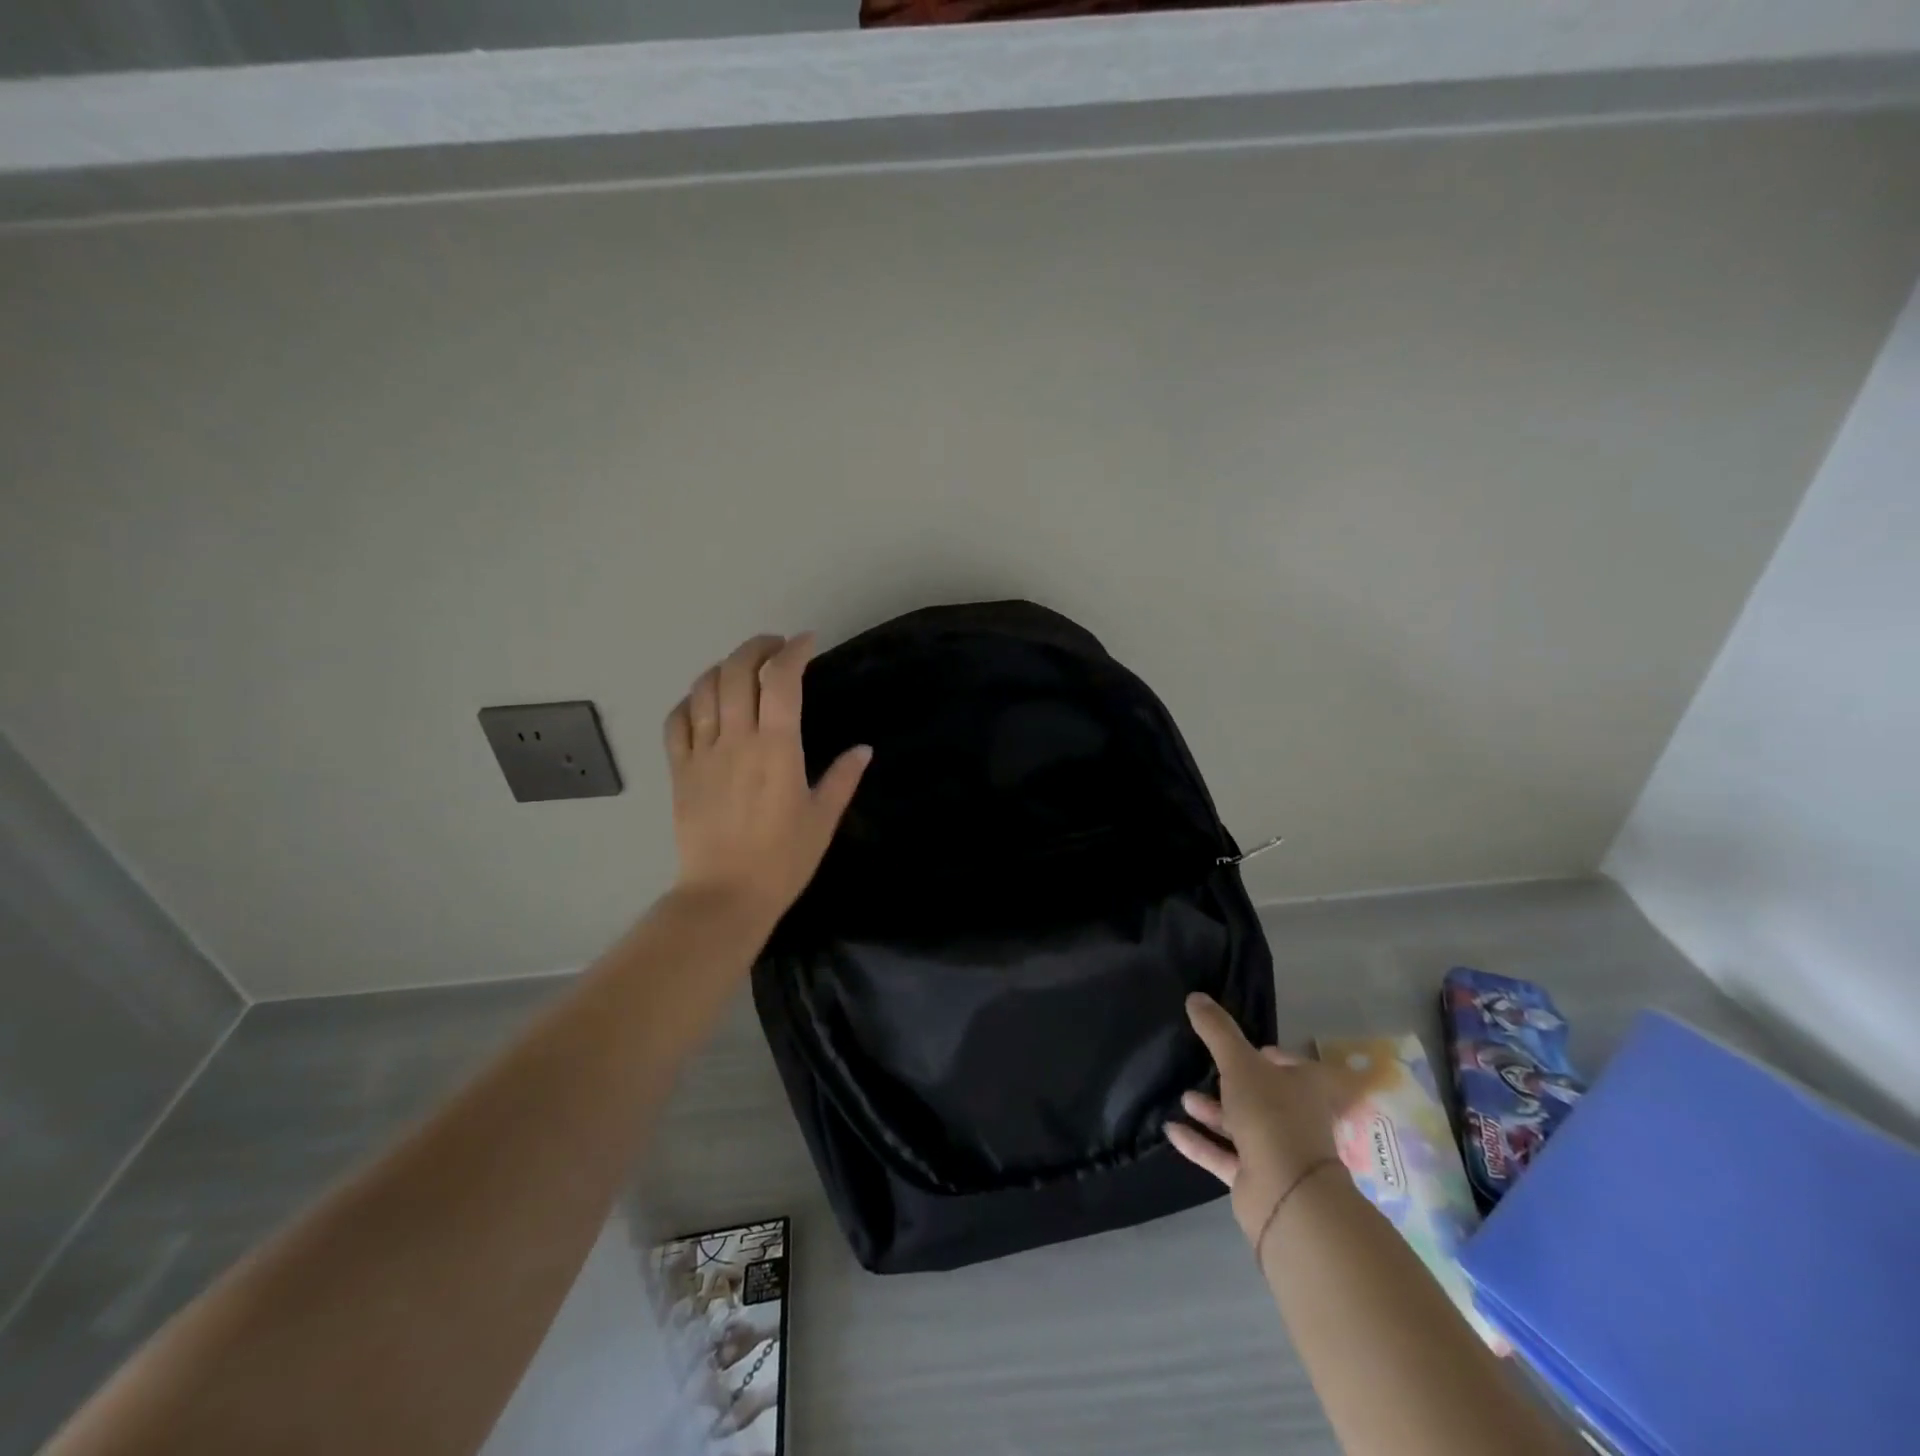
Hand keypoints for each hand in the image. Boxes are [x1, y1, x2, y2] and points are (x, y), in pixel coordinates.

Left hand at [662, 632, 870, 922]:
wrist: (724, 896)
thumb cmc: (782, 860)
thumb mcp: (822, 819)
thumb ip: (842, 778)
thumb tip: (863, 749)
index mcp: (777, 749)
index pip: (781, 680)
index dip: (794, 652)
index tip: (807, 642)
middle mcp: (736, 740)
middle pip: (737, 672)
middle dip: (757, 647)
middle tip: (776, 647)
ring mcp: (702, 753)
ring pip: (704, 689)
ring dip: (724, 667)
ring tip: (742, 668)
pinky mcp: (679, 771)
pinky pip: (676, 722)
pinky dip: (690, 700)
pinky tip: (704, 701)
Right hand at [1167, 993, 1354, 1248]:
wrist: (1287, 1195)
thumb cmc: (1272, 1115)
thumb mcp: (1239, 1062)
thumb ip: (1217, 1030)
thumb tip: (1195, 996)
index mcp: (1307, 1088)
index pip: (1295, 1066)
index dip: (1274, 1056)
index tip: (1248, 1048)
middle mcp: (1297, 1119)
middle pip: (1266, 1096)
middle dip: (1235, 1084)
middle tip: (1209, 1069)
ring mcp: (1278, 1152)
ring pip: (1243, 1126)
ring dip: (1214, 1112)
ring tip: (1184, 1096)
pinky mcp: (1257, 1180)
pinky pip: (1224, 1155)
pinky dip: (1200, 1142)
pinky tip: (1171, 1129)